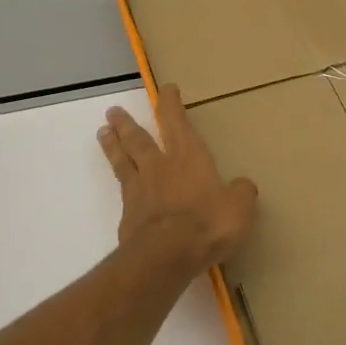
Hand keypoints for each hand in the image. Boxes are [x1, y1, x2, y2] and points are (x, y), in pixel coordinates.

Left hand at [98, 86, 258, 268]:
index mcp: (187, 156)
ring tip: (103, 133)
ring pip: (122, 160)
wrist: (166, 255)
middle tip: (112, 111)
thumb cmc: (207, 223)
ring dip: (113, 145)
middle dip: (127, 123)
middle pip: (138, 138)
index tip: (165, 89)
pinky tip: (119, 187)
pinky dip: (120, 185)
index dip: (170, 103)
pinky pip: (122, 193)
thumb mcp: (239, 207)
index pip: (175, 121)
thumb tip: (242, 186)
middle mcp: (159, 166)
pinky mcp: (128, 216)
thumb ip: (241, 193)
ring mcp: (139, 190)